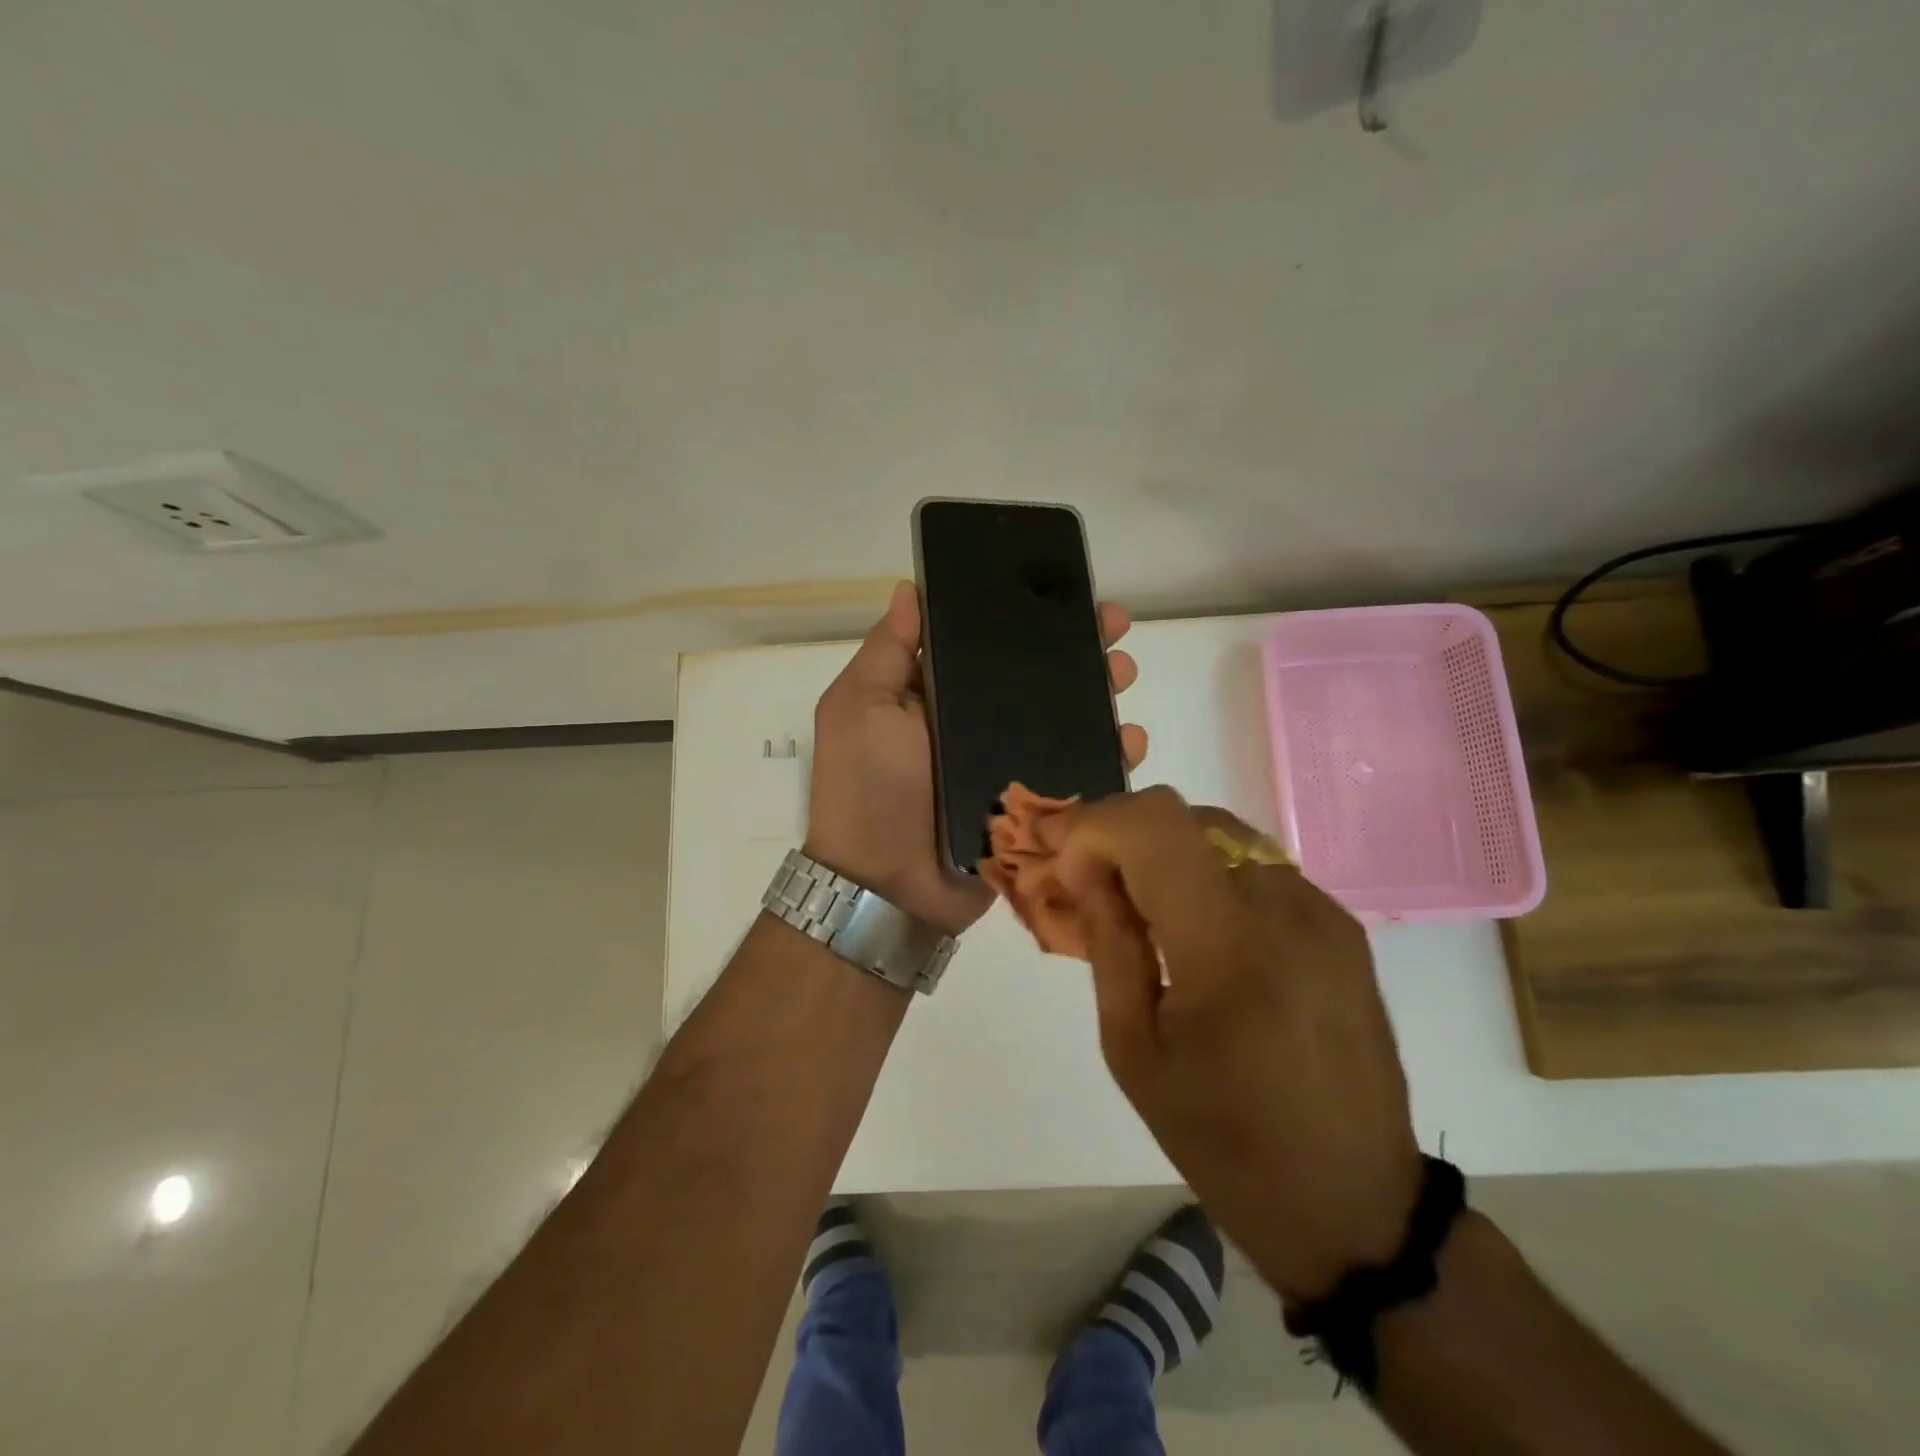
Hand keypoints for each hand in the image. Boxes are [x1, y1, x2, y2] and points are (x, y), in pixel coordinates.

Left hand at [803, 580, 1146, 937]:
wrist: (887, 887)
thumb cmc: (868, 787)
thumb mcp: (860, 706)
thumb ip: (886, 651)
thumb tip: (909, 589)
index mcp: (938, 695)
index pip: (989, 643)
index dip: (1025, 615)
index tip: (1063, 592)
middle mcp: (977, 724)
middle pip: (1037, 678)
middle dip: (1077, 649)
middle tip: (1114, 629)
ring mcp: (1009, 766)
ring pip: (1066, 720)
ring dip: (1101, 693)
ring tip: (1125, 675)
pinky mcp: (1034, 807)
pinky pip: (1078, 773)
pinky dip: (1109, 754)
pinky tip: (1131, 738)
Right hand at [1048, 787, 1422, 1302]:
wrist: (1352, 1202)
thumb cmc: (1223, 1139)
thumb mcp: (1133, 1048)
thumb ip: (1109, 941)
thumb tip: (1085, 867)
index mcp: (1227, 945)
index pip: (1153, 826)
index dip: (1094, 825)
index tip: (1062, 859)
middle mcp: (1285, 907)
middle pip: (1187, 815)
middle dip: (1124, 834)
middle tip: (1092, 883)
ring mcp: (1323, 911)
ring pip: (1222, 833)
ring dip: (1166, 850)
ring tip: (1141, 905)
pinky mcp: (1342, 925)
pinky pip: (1258, 866)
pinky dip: (1209, 872)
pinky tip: (1197, 927)